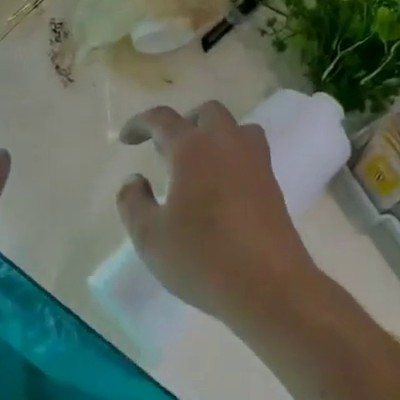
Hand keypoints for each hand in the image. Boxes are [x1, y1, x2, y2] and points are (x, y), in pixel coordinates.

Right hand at [116, 101, 325, 333]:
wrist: (270, 287)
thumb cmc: (202, 258)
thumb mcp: (149, 236)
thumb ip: (133, 202)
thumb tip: (135, 180)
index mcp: (193, 149)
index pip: (163, 119)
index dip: (140, 123)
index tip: (127, 139)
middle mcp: (227, 145)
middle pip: (208, 113)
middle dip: (184, 123)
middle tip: (166, 150)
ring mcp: (256, 164)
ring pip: (238, 129)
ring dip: (215, 135)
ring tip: (198, 164)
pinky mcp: (273, 187)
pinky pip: (252, 155)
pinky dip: (233, 158)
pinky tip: (220, 190)